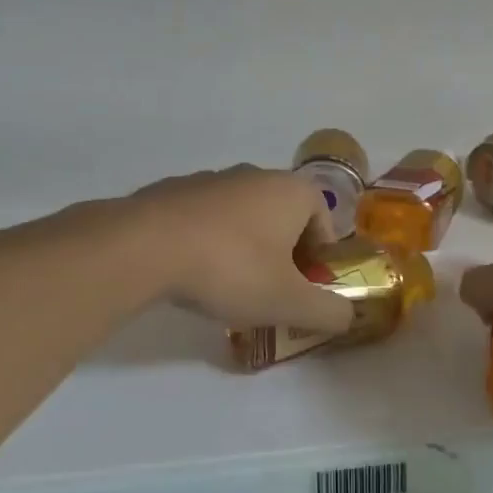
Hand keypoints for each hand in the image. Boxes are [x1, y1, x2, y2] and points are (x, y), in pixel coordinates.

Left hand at [127, 166, 355, 333]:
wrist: (144, 246)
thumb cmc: (230, 268)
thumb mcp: (288, 302)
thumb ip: (328, 312)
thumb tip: (348, 317)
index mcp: (292, 191)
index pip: (324, 223)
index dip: (319, 260)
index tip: (303, 291)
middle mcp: (255, 174)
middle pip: (284, 218)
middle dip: (283, 254)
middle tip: (269, 292)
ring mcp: (211, 178)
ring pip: (243, 217)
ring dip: (245, 248)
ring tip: (227, 286)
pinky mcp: (173, 190)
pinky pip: (205, 218)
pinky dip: (208, 241)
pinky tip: (192, 271)